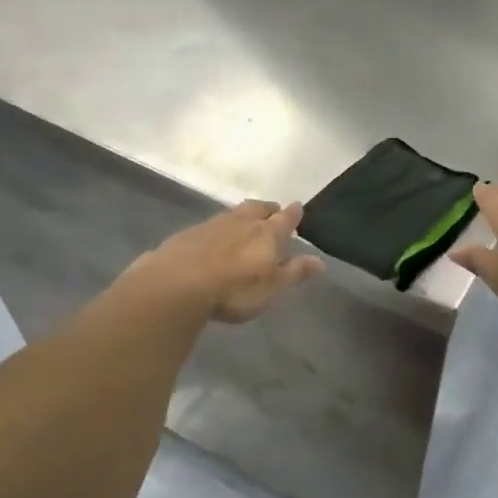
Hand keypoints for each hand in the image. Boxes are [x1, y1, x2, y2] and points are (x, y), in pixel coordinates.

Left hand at [134, 201, 324, 323]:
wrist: (178, 283)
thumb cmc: (234, 289)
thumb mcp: (272, 287)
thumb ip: (295, 272)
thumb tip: (320, 261)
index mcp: (267, 233)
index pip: (285, 218)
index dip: (293, 214)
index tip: (298, 208)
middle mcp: (242, 222)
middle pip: (259, 208)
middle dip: (268, 208)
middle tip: (273, 211)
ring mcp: (213, 225)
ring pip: (234, 214)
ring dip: (243, 216)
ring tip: (247, 222)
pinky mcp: (189, 234)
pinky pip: (211, 225)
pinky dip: (220, 228)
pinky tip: (216, 238)